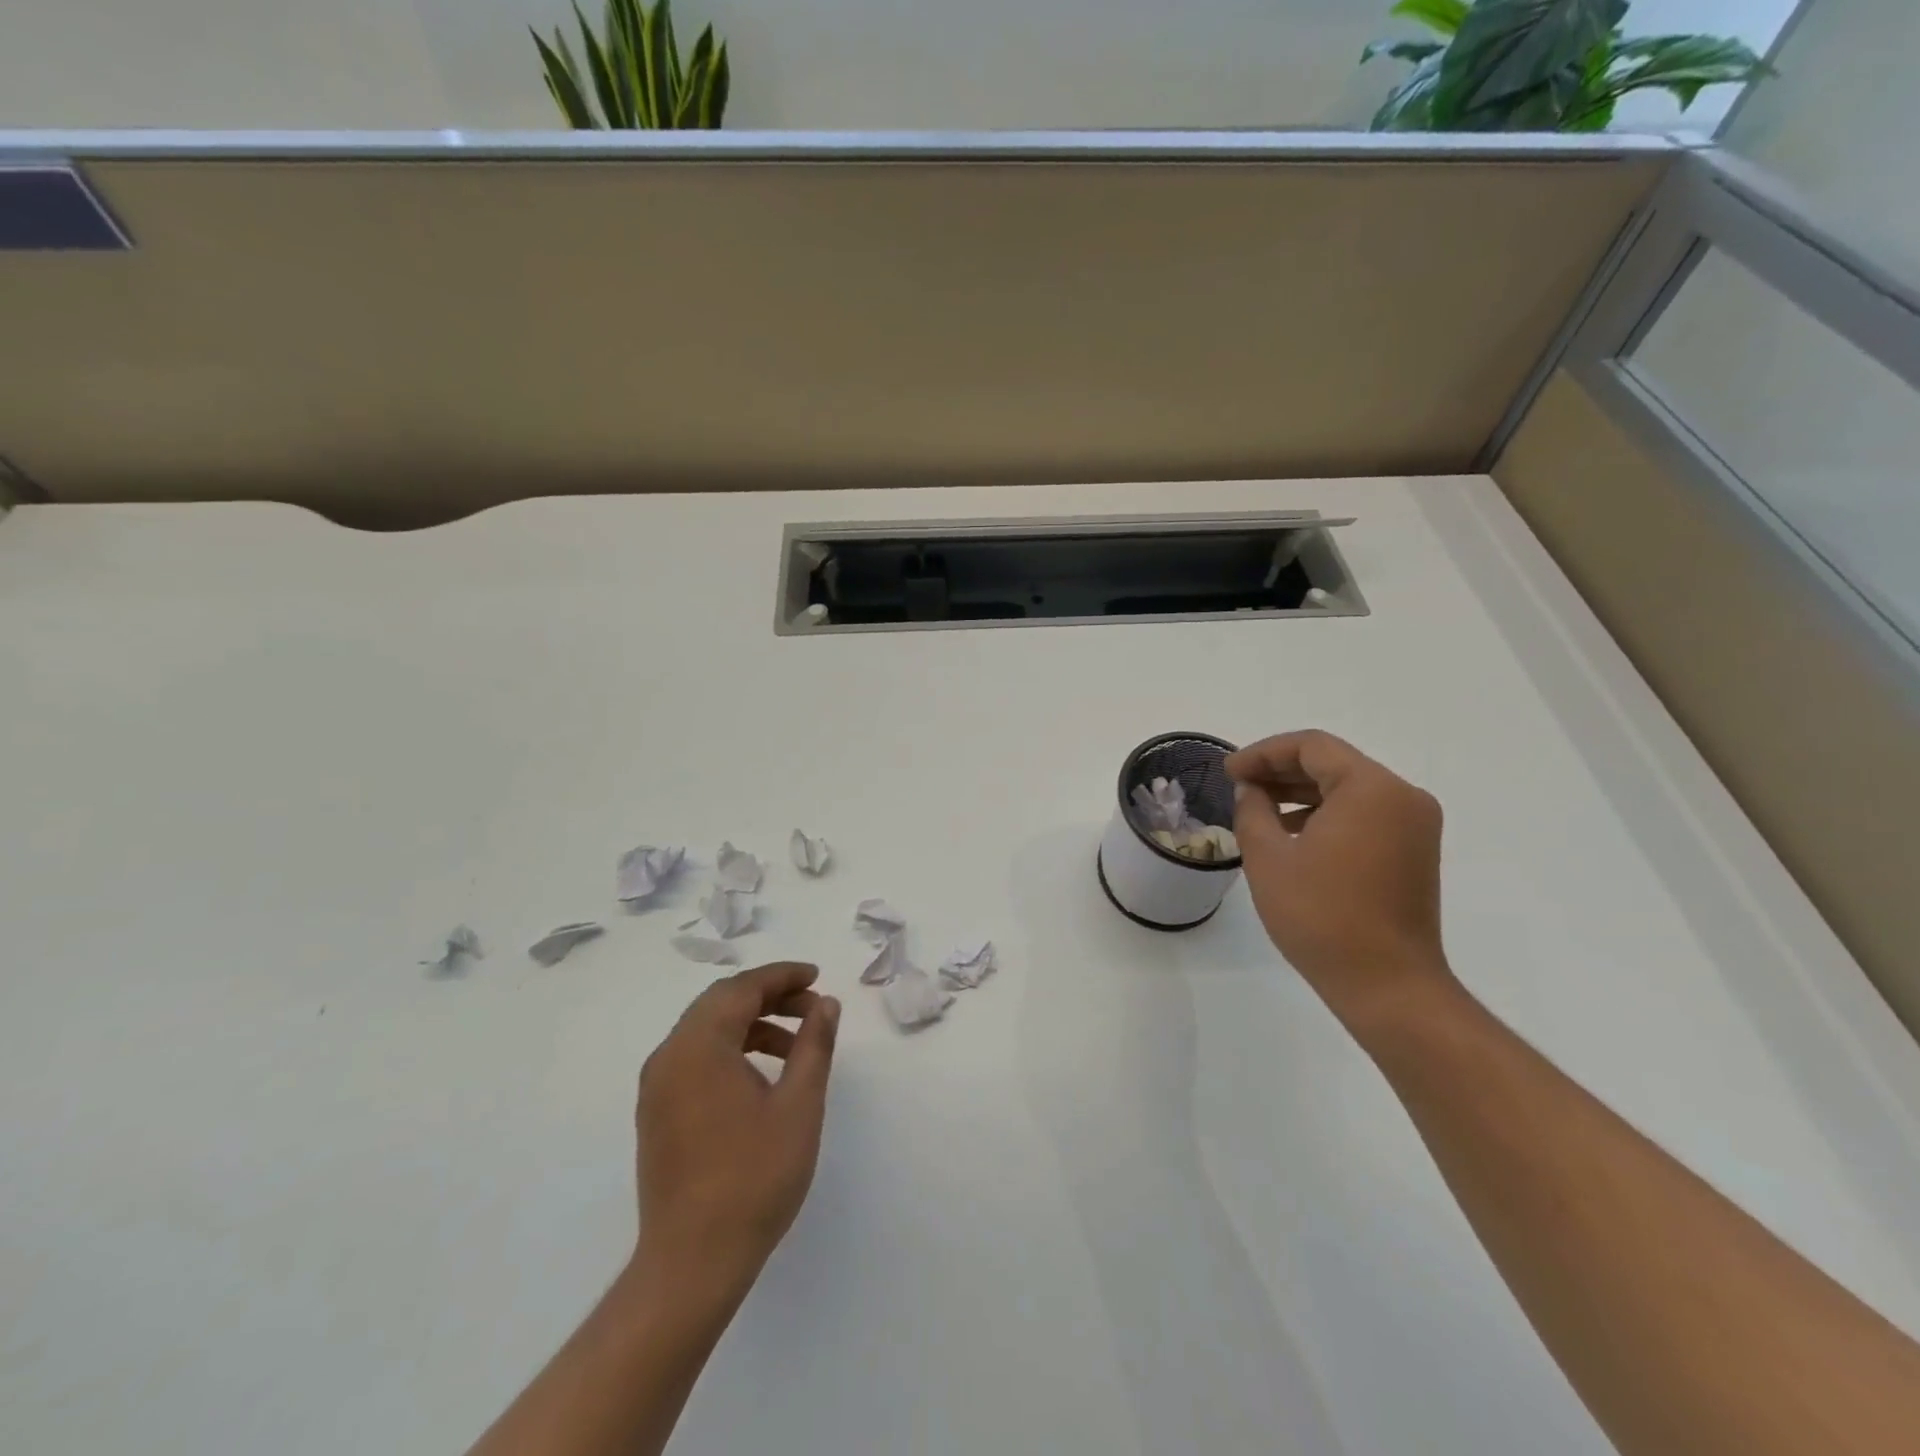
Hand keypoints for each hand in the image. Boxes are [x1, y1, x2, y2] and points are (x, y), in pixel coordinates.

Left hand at [633, 962, 839, 1294]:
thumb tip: (825, 1004)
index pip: (741, 988)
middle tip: (811, 1007)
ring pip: (707, 1030)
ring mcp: (658, 1087)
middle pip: (720, 1003)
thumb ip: (814, 1045)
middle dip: (769, 996)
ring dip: (751, 1023)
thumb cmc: (753, 1177)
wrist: (692, 1263)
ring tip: (796, 1044)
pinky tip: (762, 1075)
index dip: (782, 976)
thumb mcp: (798, 1105)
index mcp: (698, 1047)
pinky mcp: (657, 1113)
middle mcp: (669, 1057)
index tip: (816, 976)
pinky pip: (695, 1058)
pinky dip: (731, 1049)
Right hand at [1227, 730, 1451, 1027]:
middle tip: (1238, 785)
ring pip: (1349, 788)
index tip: (1229, 772)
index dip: (1263, 753)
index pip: (1311, 747)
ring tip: (1258, 808)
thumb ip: (1252, 810)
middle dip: (1281, 770)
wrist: (1387, 985)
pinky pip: (1365, 813)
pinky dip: (1327, 813)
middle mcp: (1402, 796)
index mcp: (1371, 788)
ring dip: (1301, 792)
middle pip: (1333, 763)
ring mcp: (1414, 825)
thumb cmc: (1321, 916)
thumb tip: (1251, 790)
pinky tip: (1292, 833)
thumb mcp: (1268, 858)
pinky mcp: (1415, 851)